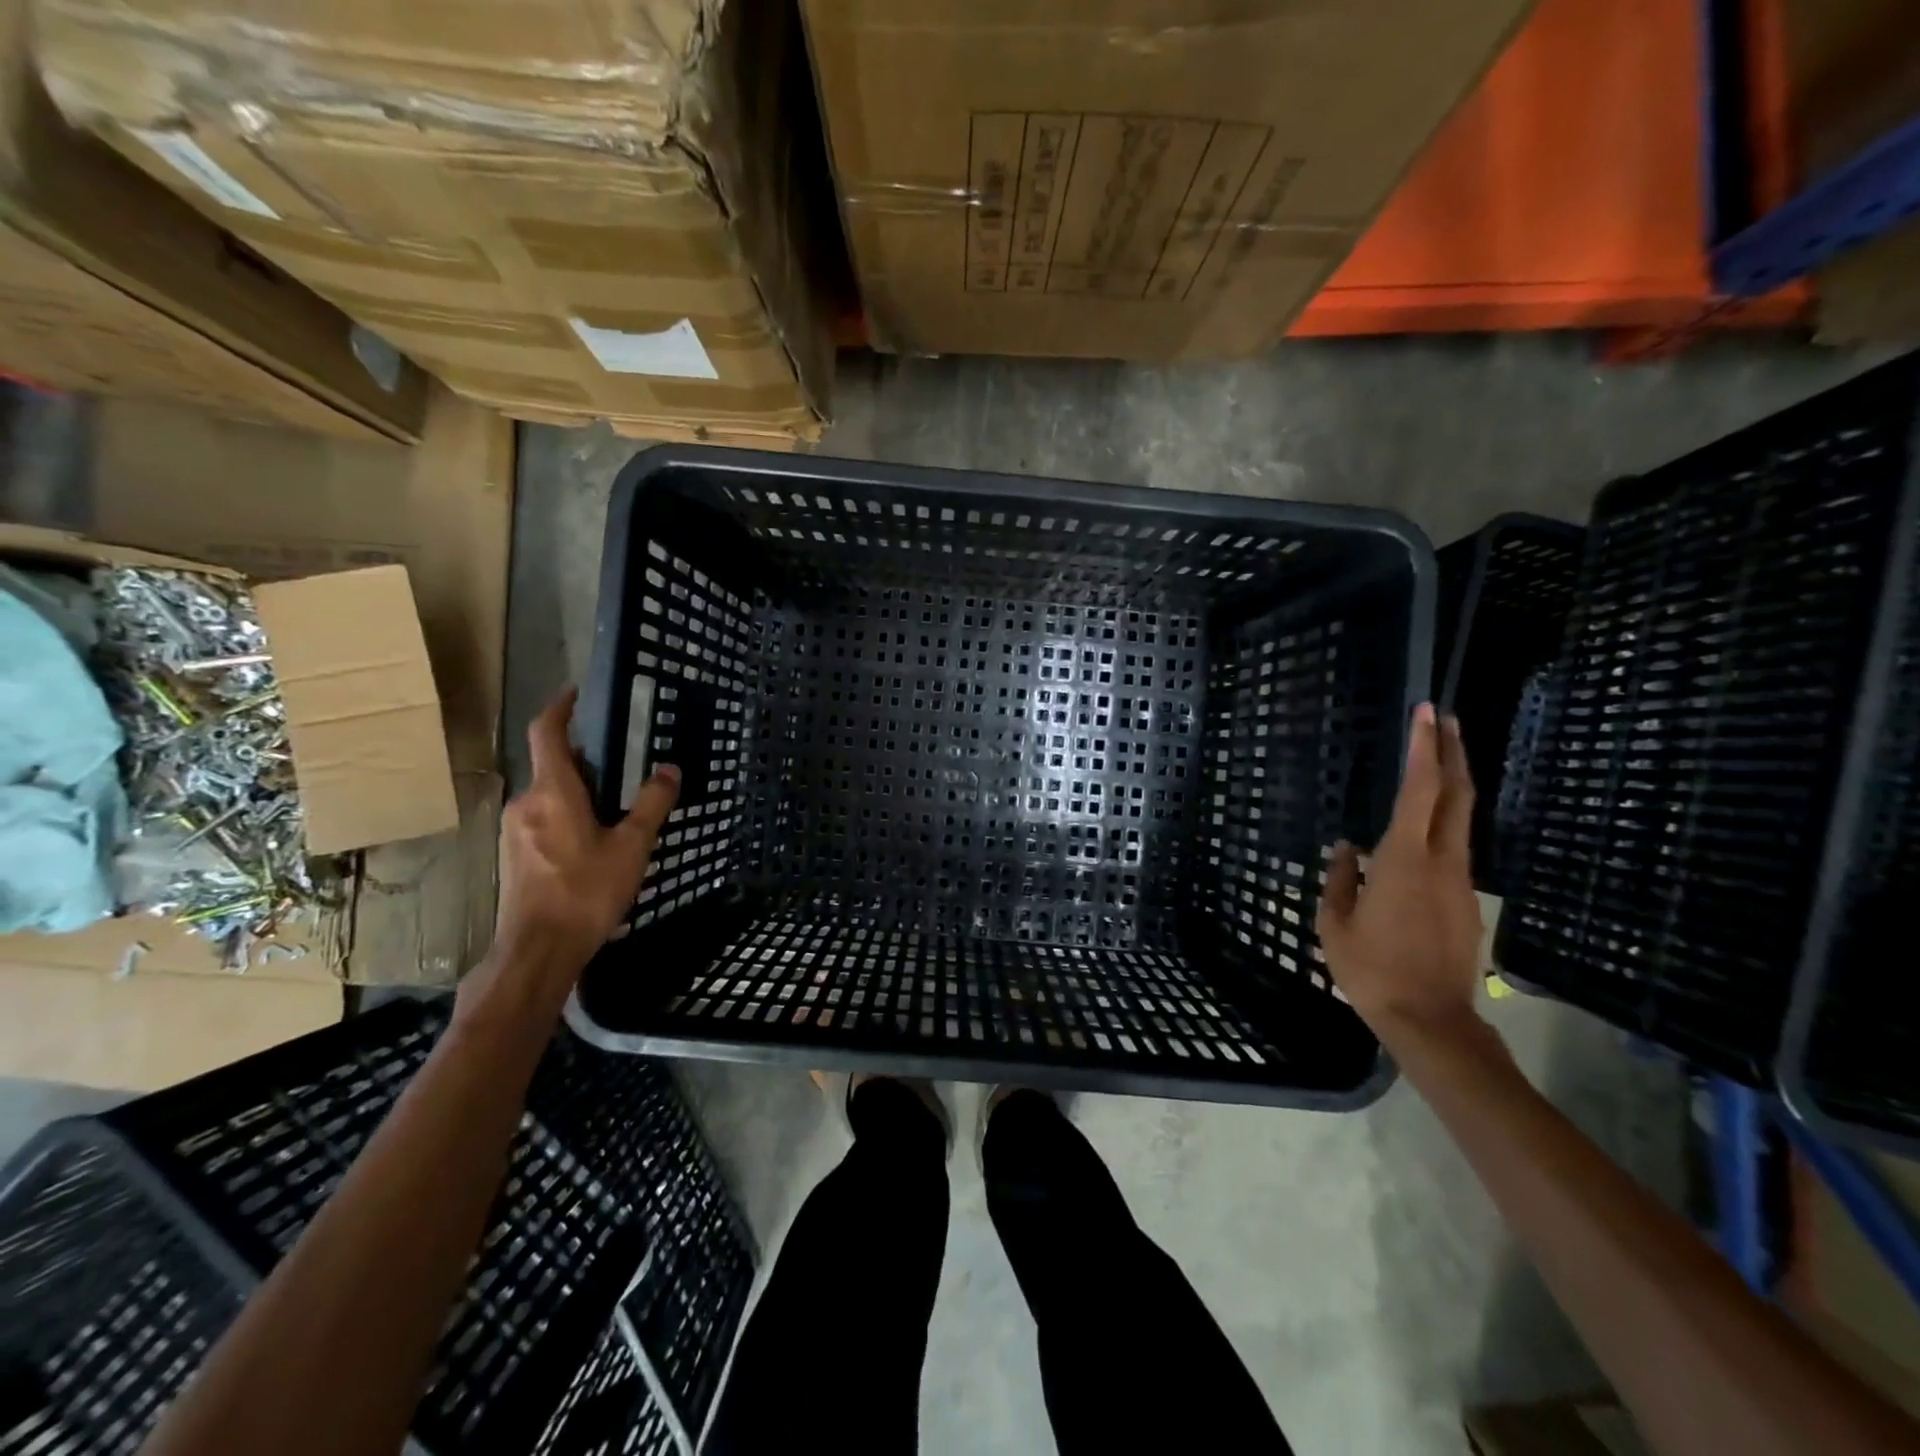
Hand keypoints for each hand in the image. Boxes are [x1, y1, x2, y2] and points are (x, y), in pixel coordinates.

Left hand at [481, 688, 679, 997]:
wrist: (537, 950)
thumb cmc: (586, 892)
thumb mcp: (631, 846)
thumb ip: (652, 804)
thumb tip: (669, 770)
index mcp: (553, 792)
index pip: (547, 733)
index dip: (560, 707)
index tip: (577, 692)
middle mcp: (526, 803)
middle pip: (553, 766)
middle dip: (586, 759)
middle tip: (623, 764)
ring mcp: (514, 831)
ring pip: (549, 795)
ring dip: (579, 792)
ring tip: (616, 807)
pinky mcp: (513, 856)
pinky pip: (543, 819)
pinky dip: (568, 816)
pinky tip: (594, 842)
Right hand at [1316, 703, 1484, 1044]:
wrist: (1431, 1020)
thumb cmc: (1371, 969)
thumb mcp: (1335, 923)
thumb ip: (1339, 878)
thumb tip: (1347, 848)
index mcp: (1404, 860)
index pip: (1420, 791)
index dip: (1424, 749)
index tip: (1425, 714)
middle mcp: (1442, 861)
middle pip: (1457, 795)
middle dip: (1453, 752)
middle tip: (1444, 719)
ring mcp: (1460, 882)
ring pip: (1462, 820)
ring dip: (1454, 784)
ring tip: (1440, 759)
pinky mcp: (1466, 902)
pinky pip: (1456, 848)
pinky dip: (1447, 820)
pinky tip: (1429, 825)